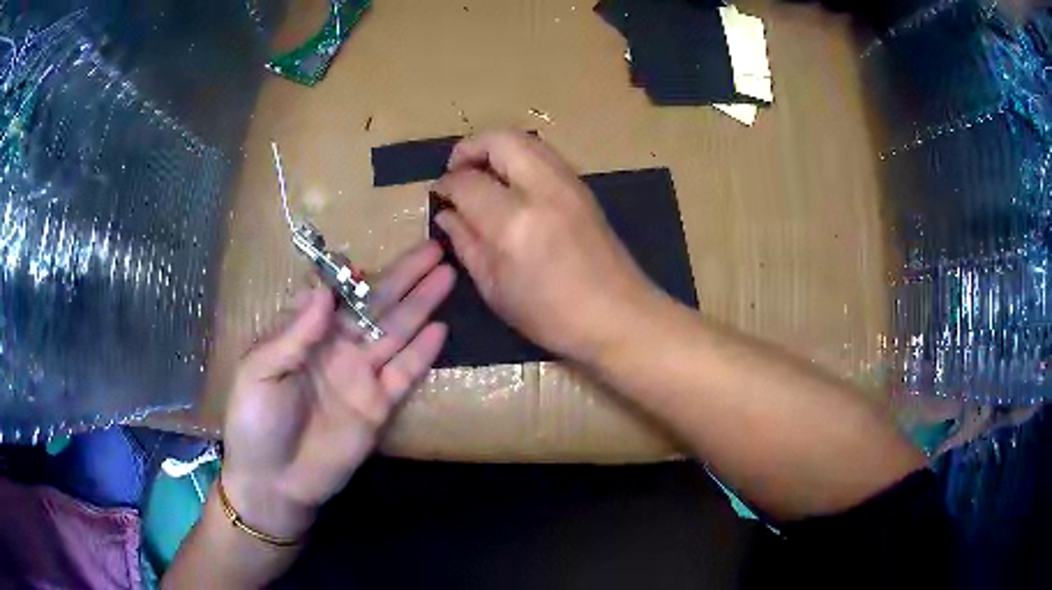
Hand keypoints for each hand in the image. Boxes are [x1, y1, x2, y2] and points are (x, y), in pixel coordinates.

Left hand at [220, 241, 453, 538]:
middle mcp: (337, 349)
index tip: (375, 255)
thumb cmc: (256, 422)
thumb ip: (294, 331)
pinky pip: (403, 374)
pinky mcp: (378, 406)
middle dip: (404, 277)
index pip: (336, 293)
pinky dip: (422, 353)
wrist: (275, 482)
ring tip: (445, 275)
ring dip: (421, 305)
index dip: (355, 273)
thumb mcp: (261, 371)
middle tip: (433, 250)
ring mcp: (360, 377)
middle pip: (375, 306)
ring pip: (395, 332)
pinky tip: (441, 329)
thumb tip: (326, 289)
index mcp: (304, 335)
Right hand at [432, 131, 654, 360]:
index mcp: (514, 222)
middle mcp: (542, 190)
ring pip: (525, 139)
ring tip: (481, 174)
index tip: (439, 194)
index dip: (446, 184)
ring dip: (495, 148)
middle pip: (499, 140)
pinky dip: (518, 157)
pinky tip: (510, 184)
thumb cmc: (552, 316)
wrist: (619, 316)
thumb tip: (446, 213)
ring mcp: (568, 184)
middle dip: (469, 148)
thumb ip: (466, 244)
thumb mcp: (495, 288)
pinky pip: (543, 154)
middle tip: (456, 171)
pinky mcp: (583, 187)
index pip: (467, 182)